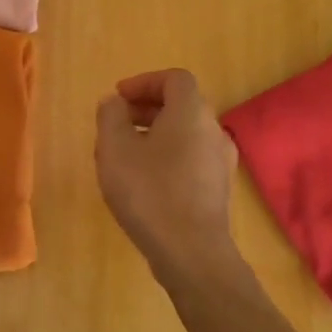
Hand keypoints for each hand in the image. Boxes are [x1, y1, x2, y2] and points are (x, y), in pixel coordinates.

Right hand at [95, 69, 238, 282]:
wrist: (191, 252)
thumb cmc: (149, 192)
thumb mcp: (115, 148)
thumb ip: (110, 116)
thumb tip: (114, 102)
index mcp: (191, 112)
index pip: (174, 78)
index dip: (144, 82)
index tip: (118, 98)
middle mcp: (213, 130)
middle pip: (181, 105)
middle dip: (146, 108)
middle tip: (116, 124)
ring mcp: (221, 161)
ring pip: (186, 134)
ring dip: (156, 134)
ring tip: (125, 155)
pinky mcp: (219, 189)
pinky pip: (191, 158)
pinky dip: (168, 156)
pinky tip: (145, 181)